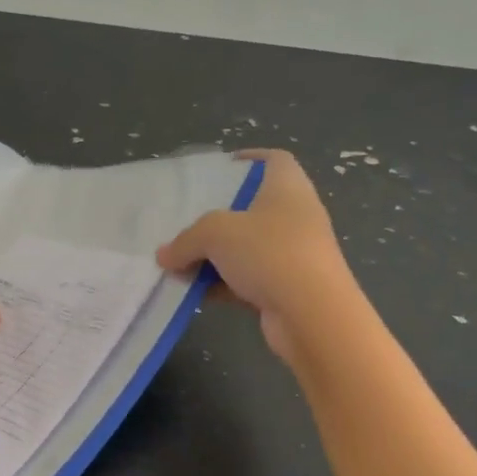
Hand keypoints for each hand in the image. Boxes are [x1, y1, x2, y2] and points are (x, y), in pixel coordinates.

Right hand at [156, 149, 359, 362]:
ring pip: (247, 248)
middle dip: (217, 217)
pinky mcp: (287, 288)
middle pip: (253, 208)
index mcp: (287, 189)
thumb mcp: (216, 234)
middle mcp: (295, 217)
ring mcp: (293, 255)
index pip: (274, 160)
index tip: (221, 168)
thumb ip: (186, 240)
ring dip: (214, 256)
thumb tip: (164, 255)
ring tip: (179, 263)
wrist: (312, 315)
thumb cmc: (269, 253)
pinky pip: (248, 280)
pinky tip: (195, 293)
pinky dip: (223, 284)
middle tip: (186, 221)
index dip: (249, 159)